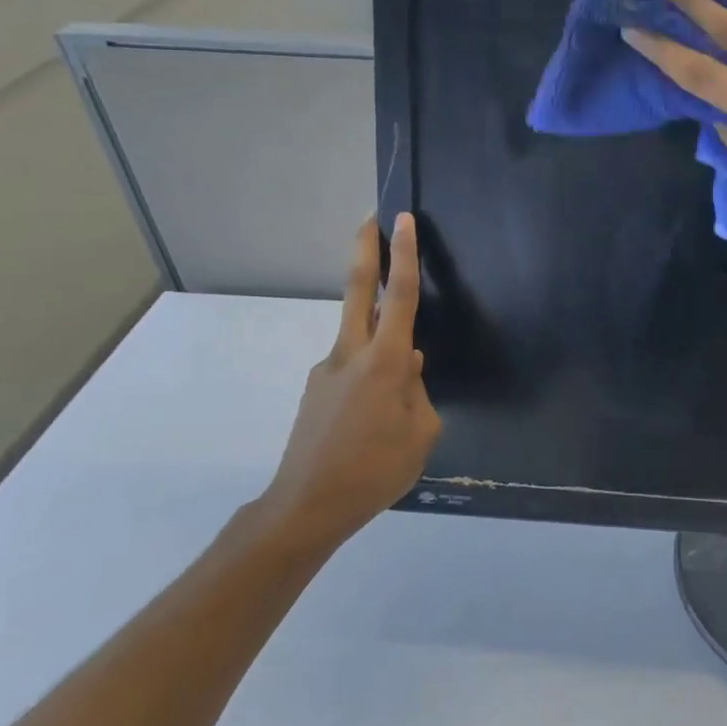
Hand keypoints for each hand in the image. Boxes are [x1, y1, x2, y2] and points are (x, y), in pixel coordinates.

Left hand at [250, 213, 440, 552]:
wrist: (306, 506)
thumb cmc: (375, 471)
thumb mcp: (421, 433)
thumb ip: (418, 391)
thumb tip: (409, 367)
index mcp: (385, 363)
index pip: (398, 297)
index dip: (402, 255)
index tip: (400, 219)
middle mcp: (350, 355)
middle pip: (357, 290)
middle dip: (365, 251)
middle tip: (372, 219)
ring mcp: (326, 371)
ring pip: (359, 336)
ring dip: (379, 335)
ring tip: (396, 397)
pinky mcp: (315, 391)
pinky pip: (351, 369)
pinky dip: (369, 374)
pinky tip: (374, 417)